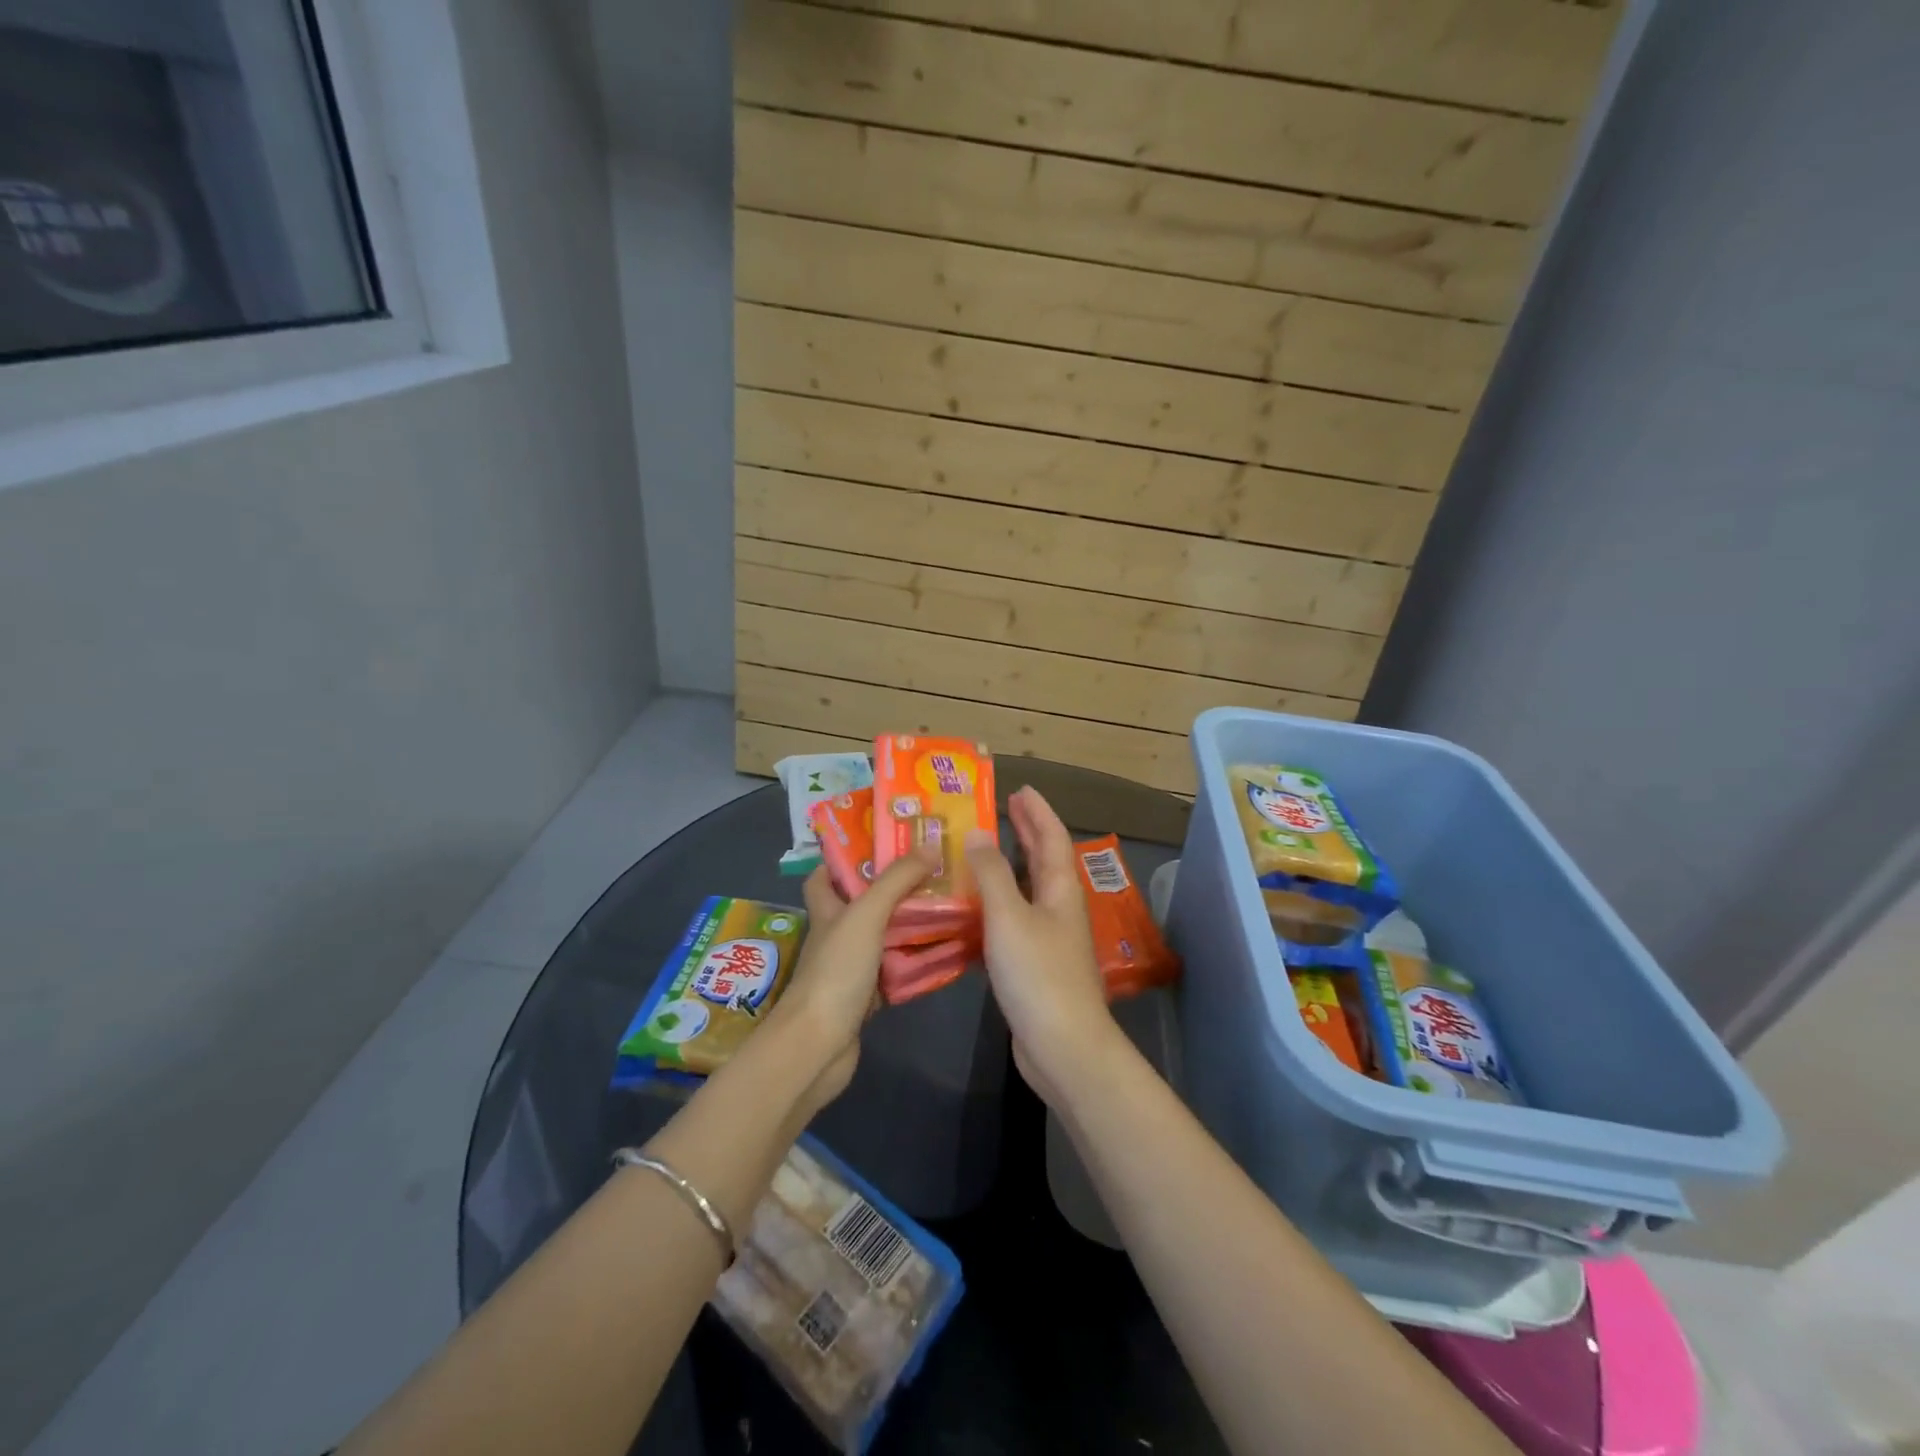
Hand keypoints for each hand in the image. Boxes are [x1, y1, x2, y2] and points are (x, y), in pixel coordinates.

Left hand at [766, 843, 939, 1115]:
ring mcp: (849, 969)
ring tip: (944, 906)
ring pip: (881, 938)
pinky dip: (913, 963)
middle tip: (929, 873)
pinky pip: (893, 972)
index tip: (879, 844)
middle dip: (890, 890)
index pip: (823, 877)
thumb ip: (897, 880)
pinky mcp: (865, 998)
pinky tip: (942, 953)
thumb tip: (930, 845)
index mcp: (826, 911)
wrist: (818, 1045)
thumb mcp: (866, 915)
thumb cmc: (836, 971)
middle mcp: (835, 936)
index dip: (843, 859)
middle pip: (860, 905)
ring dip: (907, 926)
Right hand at [966, 786, 1119, 1106]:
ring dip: (1012, 865)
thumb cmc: (1037, 973)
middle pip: (1045, 860)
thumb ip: (991, 874)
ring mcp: (1051, 937)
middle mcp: (1060, 908)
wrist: (1062, 1045)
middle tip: (1007, 808)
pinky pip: (1017, 917)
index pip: (1052, 838)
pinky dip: (1000, 901)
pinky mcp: (1036, 963)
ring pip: (1031, 888)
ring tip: (986, 849)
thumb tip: (978, 835)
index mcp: (1061, 890)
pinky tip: (977, 906)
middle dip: (1028, 832)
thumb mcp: (1009, 916)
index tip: (1021, 789)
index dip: (1038, 812)